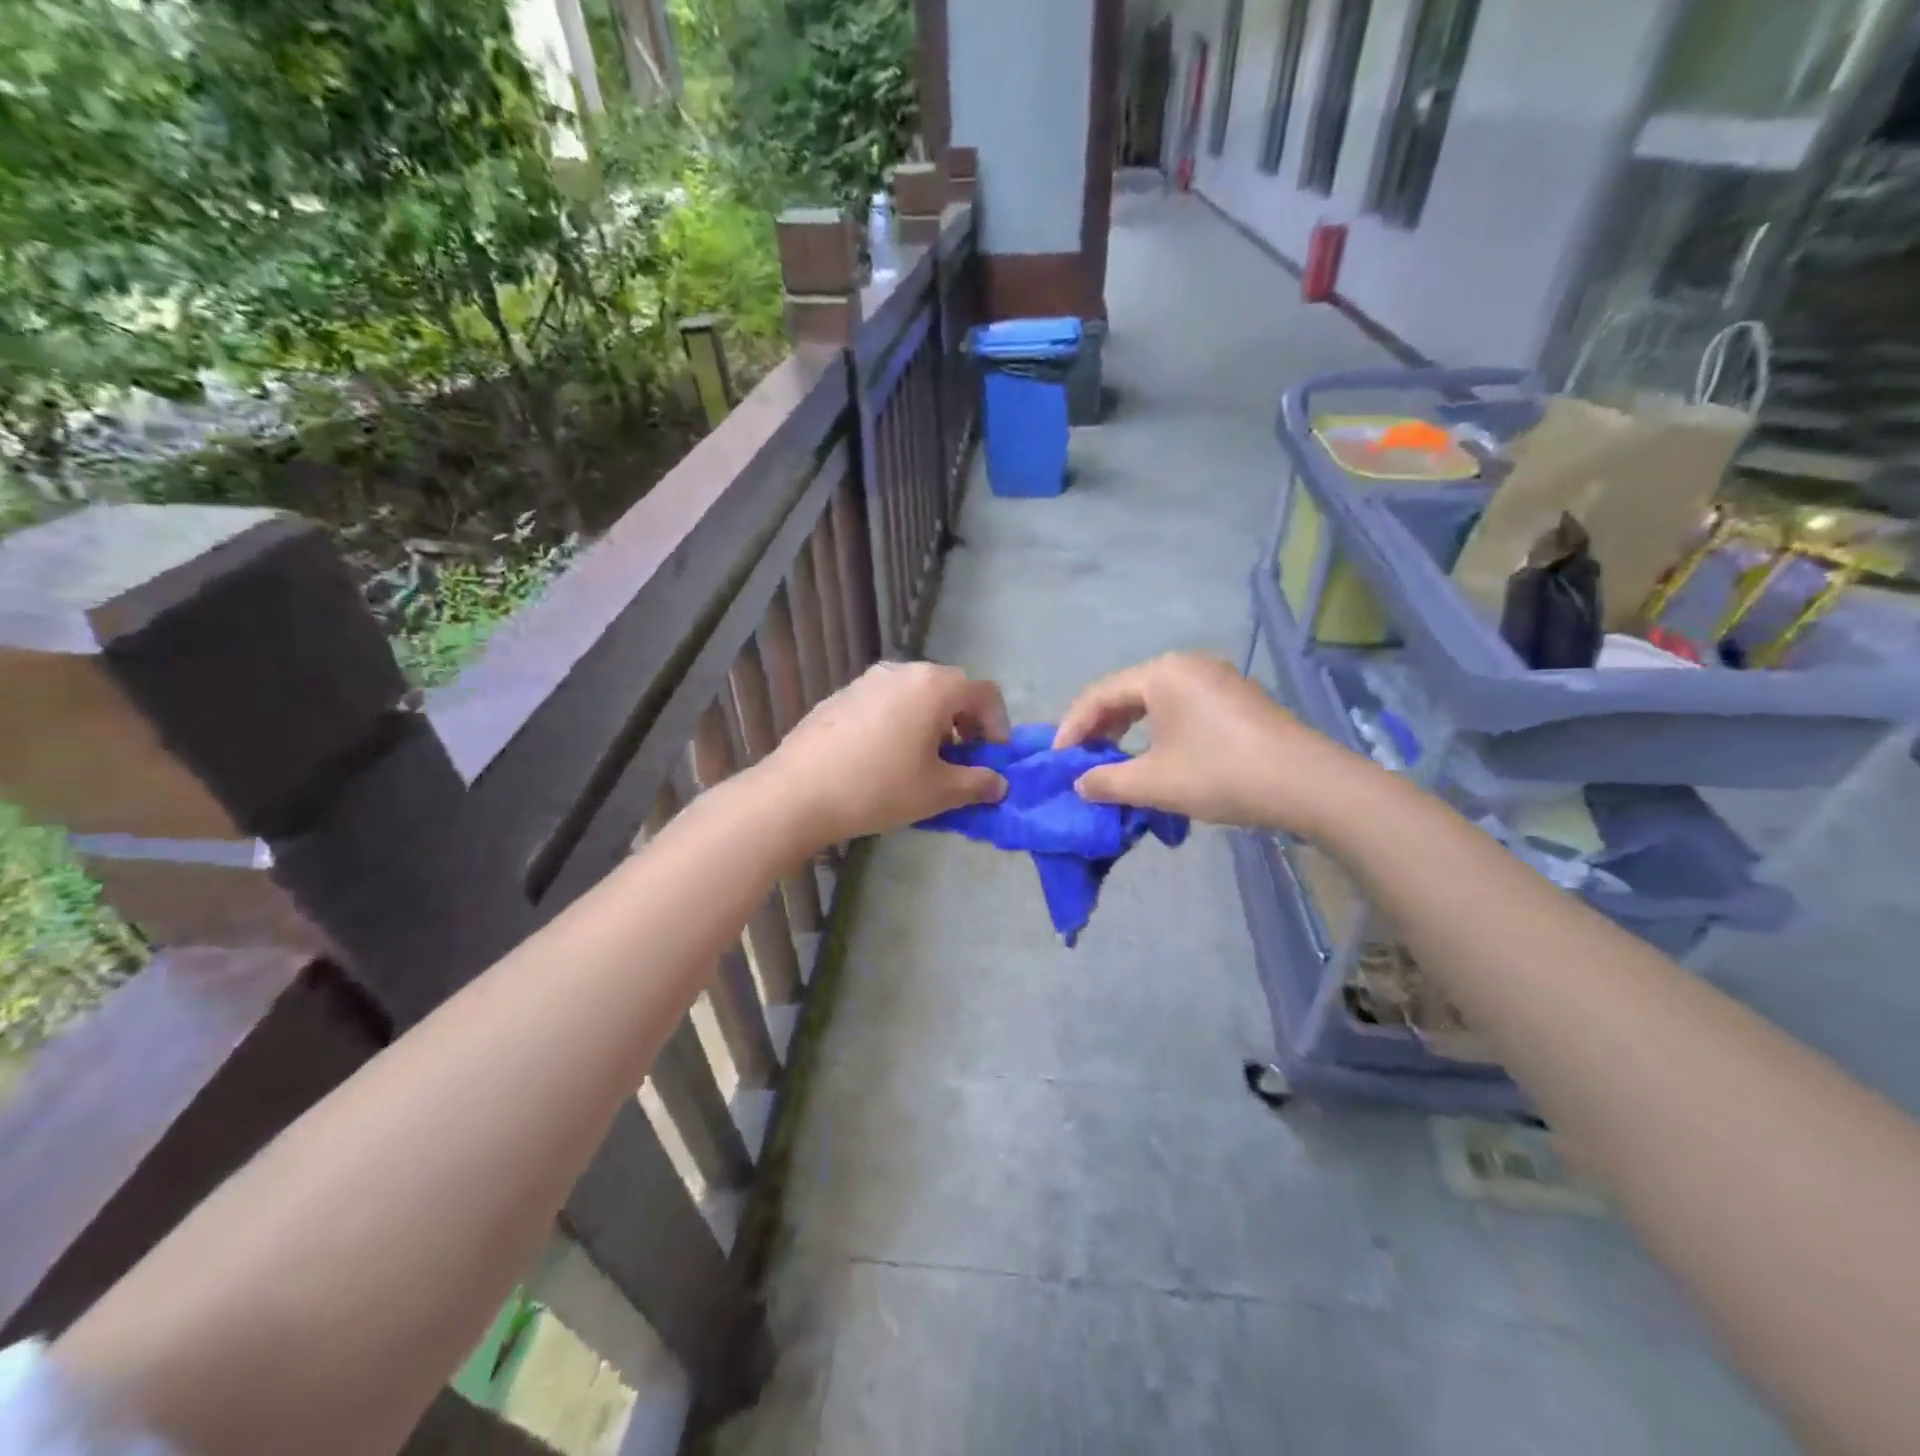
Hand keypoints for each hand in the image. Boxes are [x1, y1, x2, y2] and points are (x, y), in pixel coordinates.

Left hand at [762, 661, 1009, 846]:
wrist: (797, 793)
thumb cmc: (879, 787)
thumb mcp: (938, 792)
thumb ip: (977, 783)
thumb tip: (998, 783)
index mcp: (934, 686)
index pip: (985, 694)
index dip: (999, 726)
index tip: (992, 759)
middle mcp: (902, 671)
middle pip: (950, 688)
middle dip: (966, 722)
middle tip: (962, 759)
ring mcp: (867, 680)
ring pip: (915, 694)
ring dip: (932, 721)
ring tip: (923, 760)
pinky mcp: (841, 696)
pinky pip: (886, 702)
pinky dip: (900, 722)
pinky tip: (884, 757)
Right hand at [1053, 652, 1363, 830]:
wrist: (1308, 784)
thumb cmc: (1221, 774)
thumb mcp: (1154, 783)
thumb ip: (1107, 781)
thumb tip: (1079, 783)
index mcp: (1162, 672)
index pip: (1099, 695)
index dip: (1073, 727)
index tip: (1058, 760)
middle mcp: (1187, 665)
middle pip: (1126, 692)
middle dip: (1099, 727)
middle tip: (1081, 759)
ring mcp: (1216, 678)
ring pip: (1155, 700)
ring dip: (1128, 728)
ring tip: (1112, 759)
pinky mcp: (1236, 698)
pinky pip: (1181, 706)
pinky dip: (1158, 729)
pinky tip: (1156, 755)